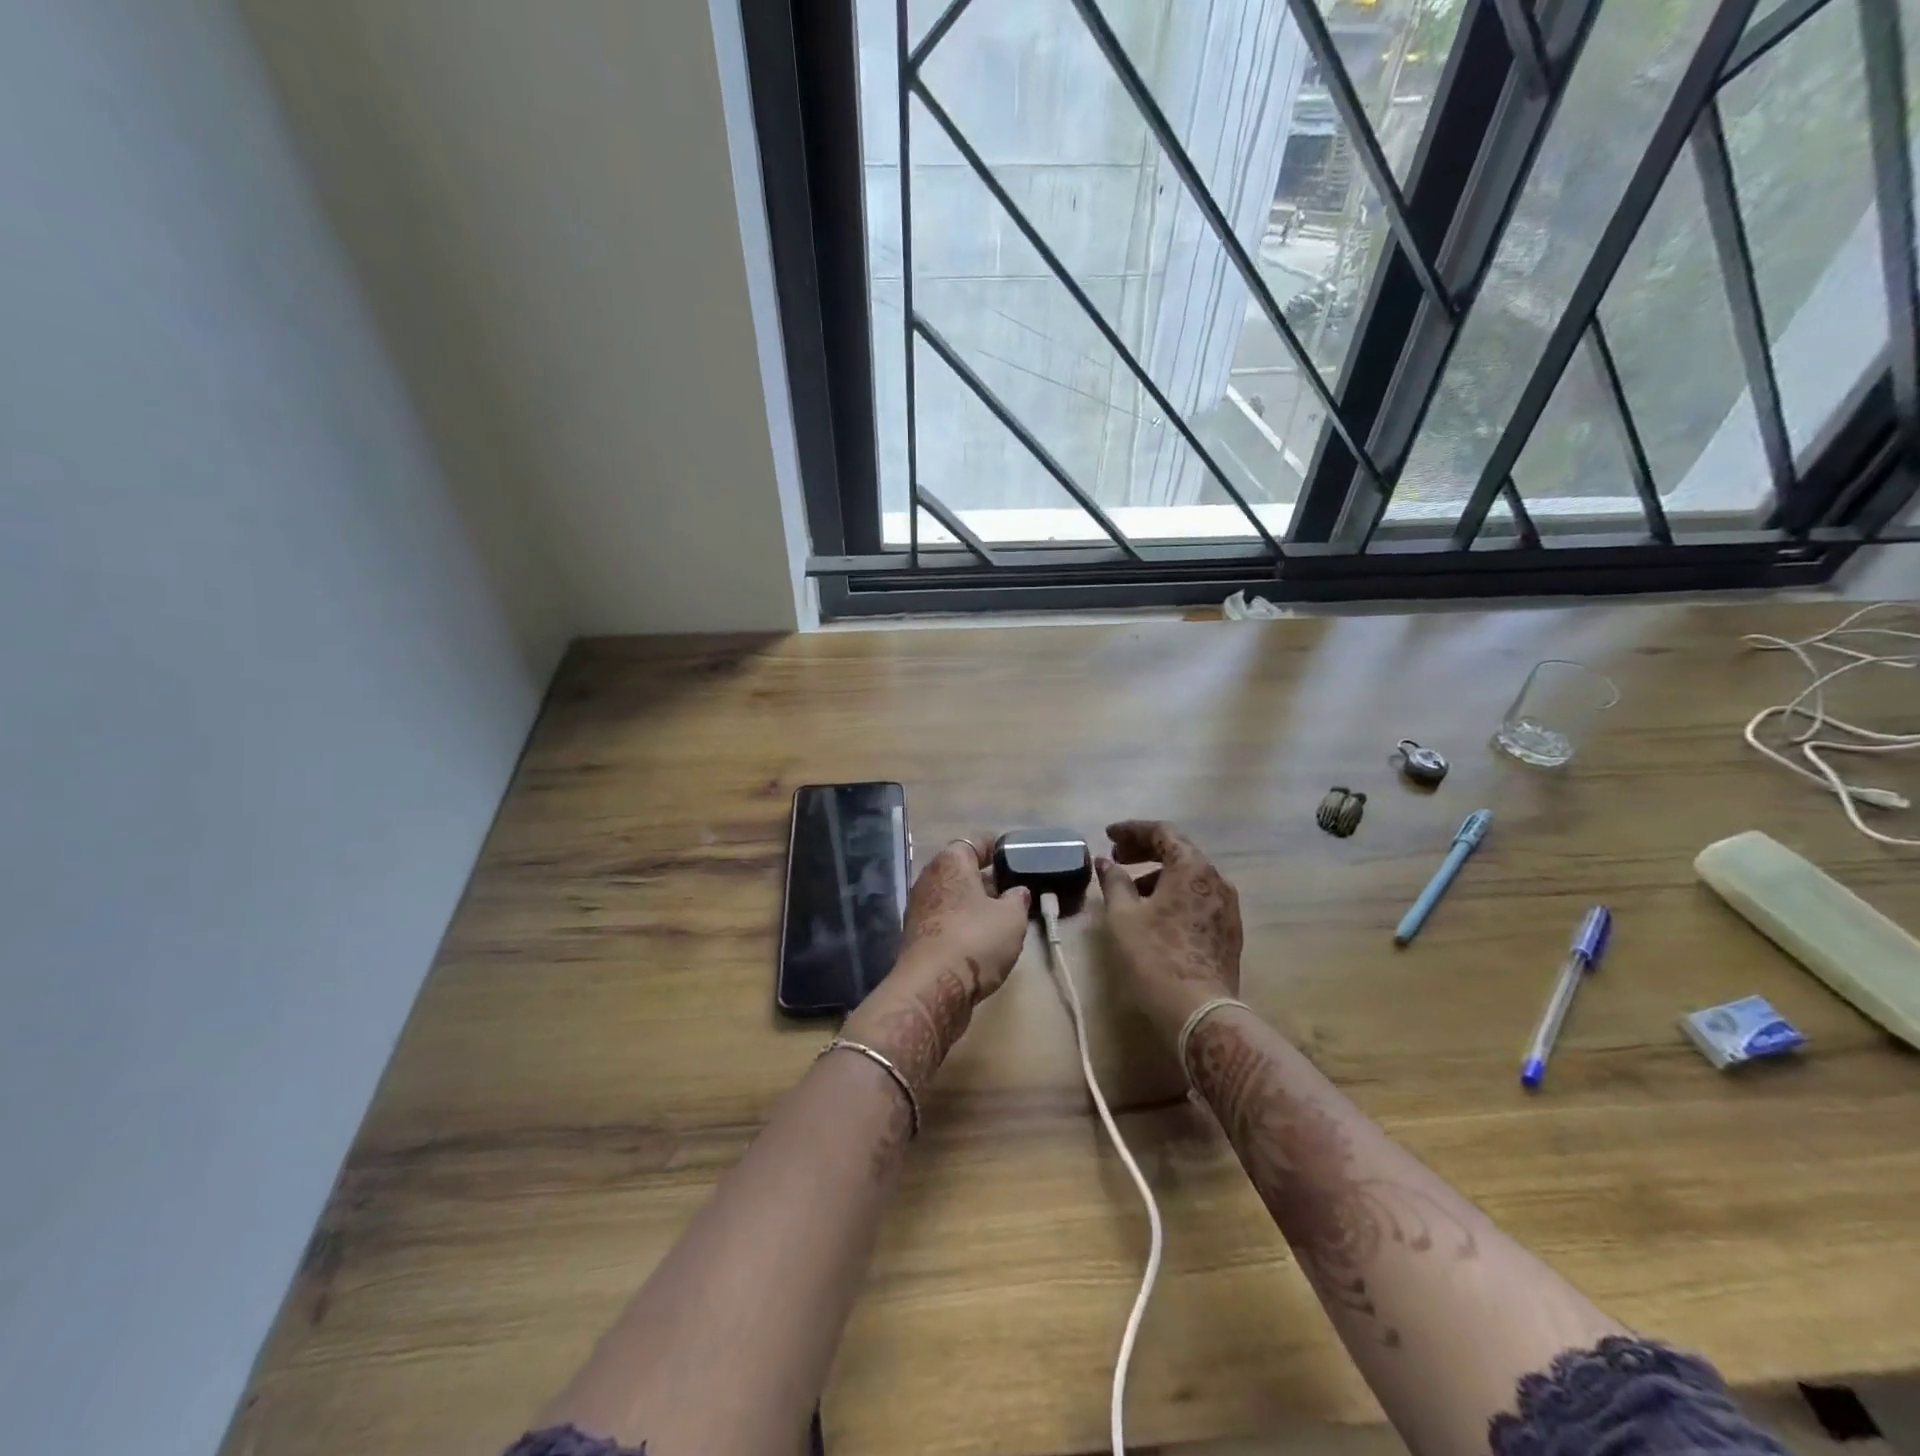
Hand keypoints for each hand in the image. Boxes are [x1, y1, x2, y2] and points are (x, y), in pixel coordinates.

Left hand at [841, 839, 1030, 1089]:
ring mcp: (919, 908)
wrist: (932, 988)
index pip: (974, 843)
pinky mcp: (916, 936)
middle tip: (1011, 887)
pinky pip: (945, 919)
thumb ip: (1018, 899)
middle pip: (960, 870)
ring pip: (952, 896)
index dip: (995, 847)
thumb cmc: (975, 940)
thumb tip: (1017, 892)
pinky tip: (981, 937)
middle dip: (984, 878)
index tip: (1012, 854)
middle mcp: (929, 879)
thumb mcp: (1012, 918)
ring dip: (973, 903)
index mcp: (951, 862)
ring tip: (1001, 914)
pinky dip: (962, 923)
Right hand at [1097, 820, 1243, 1036]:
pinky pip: (1199, 896)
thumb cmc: (1156, 956)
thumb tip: (1106, 863)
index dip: (1132, 830)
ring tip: (1132, 890)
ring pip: (1190, 875)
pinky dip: (1175, 893)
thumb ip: (1114, 882)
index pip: (1162, 831)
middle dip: (1145, 850)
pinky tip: (1156, 912)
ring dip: (1159, 873)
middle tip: (1118, 859)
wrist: (1200, 1011)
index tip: (1109, 836)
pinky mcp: (1229, 929)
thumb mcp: (1124, 916)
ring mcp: (1227, 905)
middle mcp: (1216, 879)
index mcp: (1192, 867)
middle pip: (1179, 850)